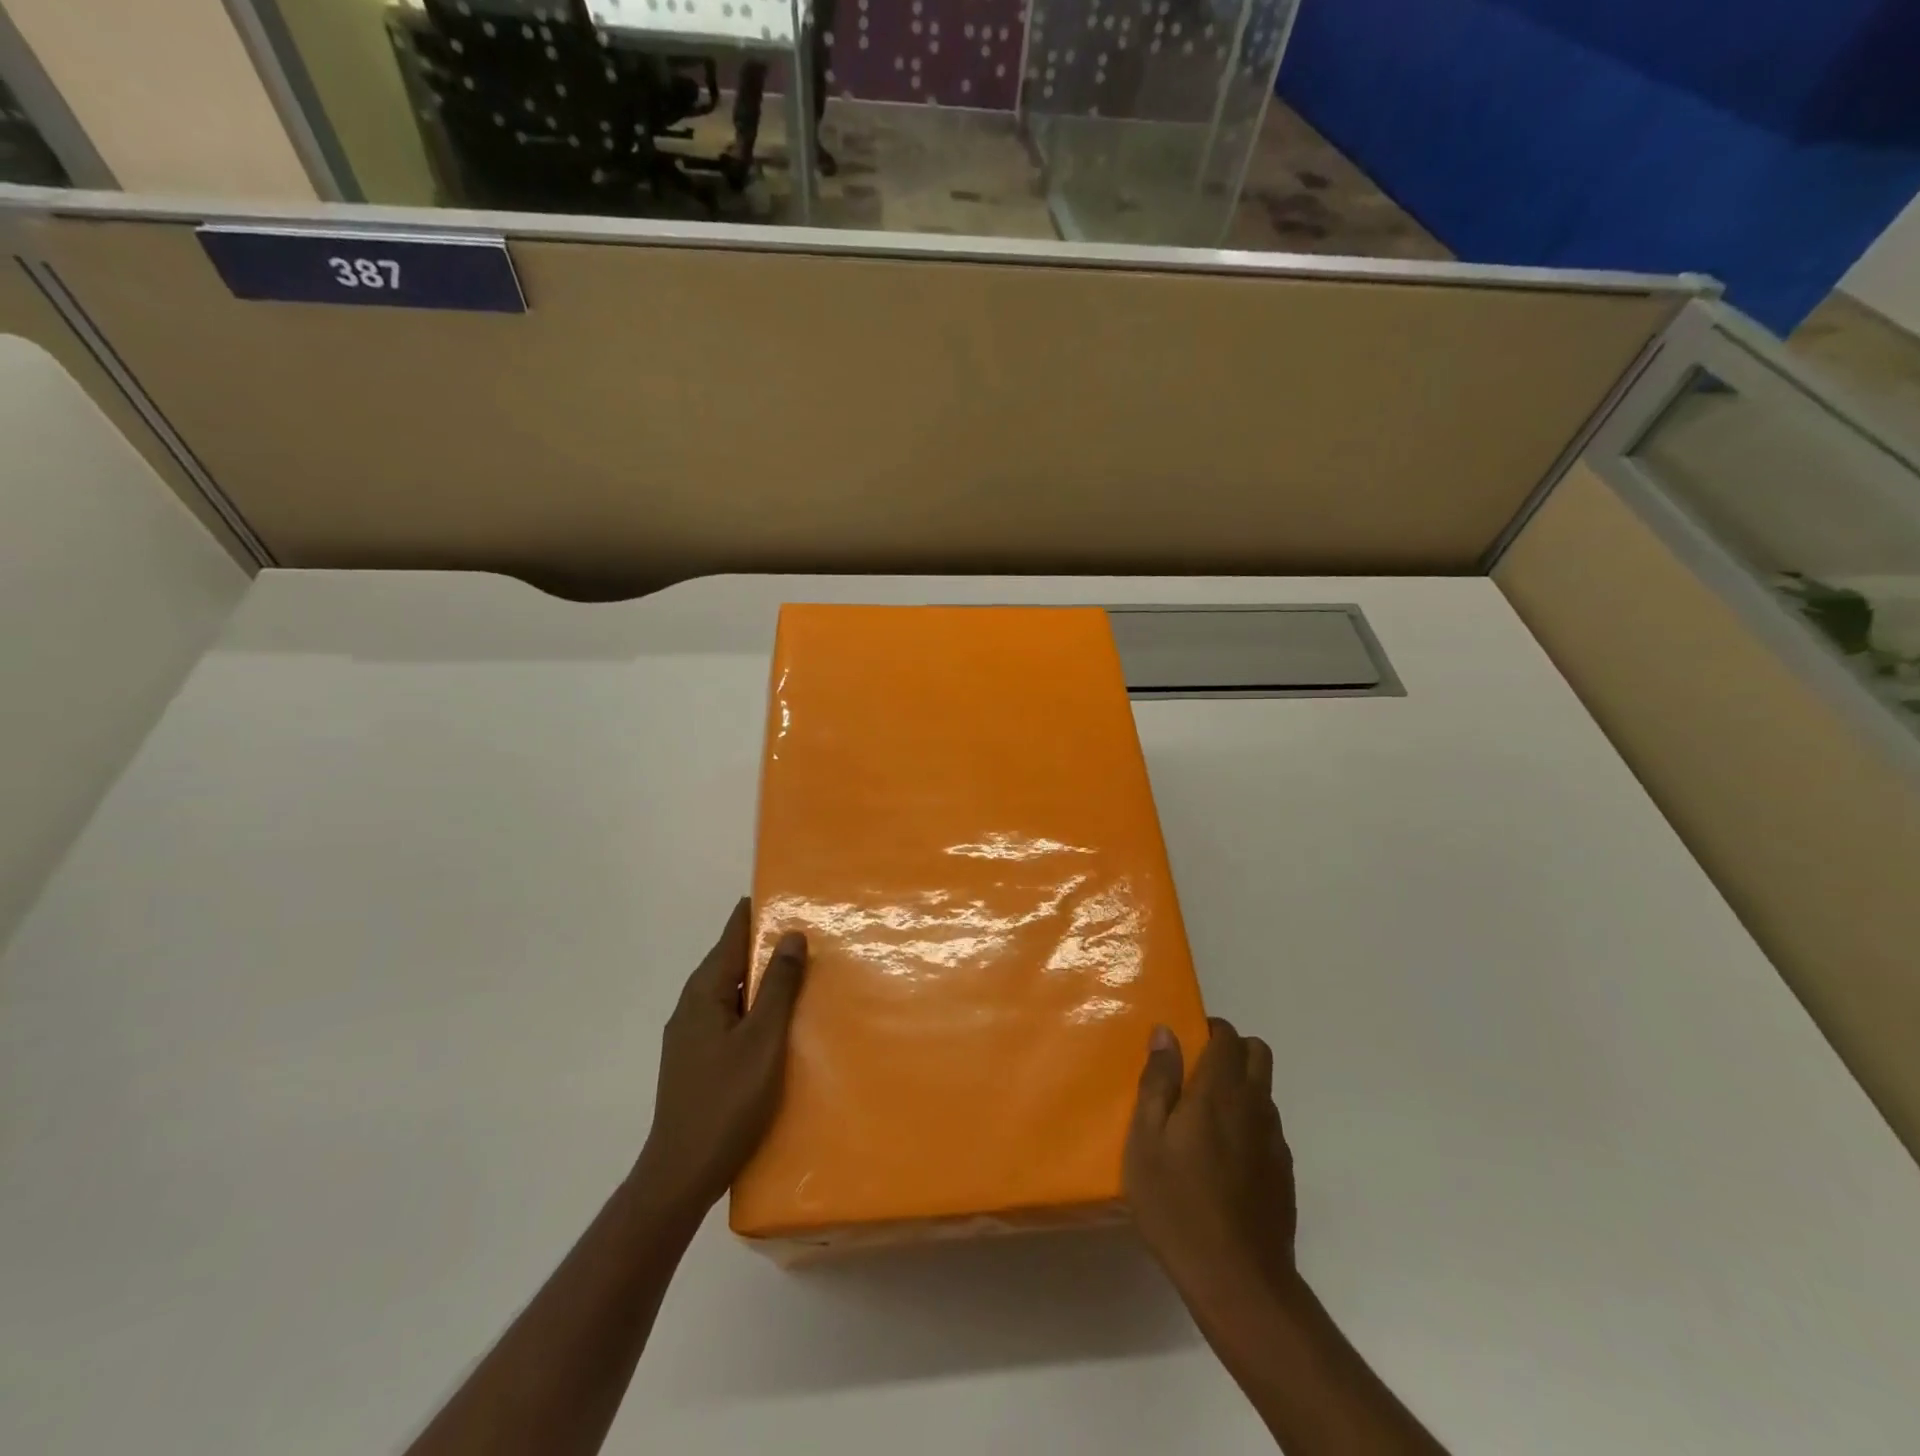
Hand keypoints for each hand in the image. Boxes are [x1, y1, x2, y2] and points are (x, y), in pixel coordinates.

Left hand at [632, 899, 807, 1218]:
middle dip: (766, 944)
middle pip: (731, 960)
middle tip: (810, 931)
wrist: (681, 1174)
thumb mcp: (762, 1039)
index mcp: (703, 992)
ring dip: (763, 978)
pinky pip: (731, 1015)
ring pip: (732, 990)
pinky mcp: (698, 1058)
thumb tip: (791, 933)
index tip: (789, 894)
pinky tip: (780, 1020)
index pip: (731, 935)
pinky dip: (755, 1006)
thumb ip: (778, 985)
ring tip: (803, 971)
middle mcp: (692, 1005)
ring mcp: (691, 1034)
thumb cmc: (726, 1100)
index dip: (758, 912)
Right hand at [1124, 1017, 1297, 1302]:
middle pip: (1258, 1053)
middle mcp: (1254, 1106)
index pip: (1228, 1036)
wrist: (1238, 1282)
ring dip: (1241, 1087)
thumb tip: (1166, 1033)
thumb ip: (1157, 1082)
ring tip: (1204, 1119)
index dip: (1209, 1029)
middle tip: (1197, 1071)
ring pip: (1264, 1091)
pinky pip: (1267, 1128)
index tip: (1185, 1042)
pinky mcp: (1284, 1173)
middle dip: (1232, 1049)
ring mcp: (1274, 1141)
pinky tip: (1222, 1158)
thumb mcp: (1146, 1140)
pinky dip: (1248, 1123)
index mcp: (1219, 1091)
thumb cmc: (1177, 1203)